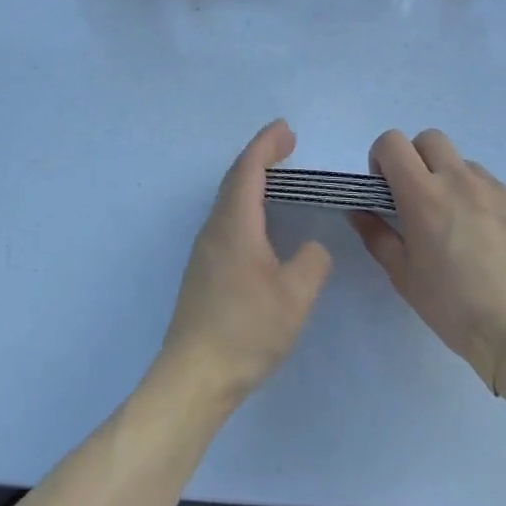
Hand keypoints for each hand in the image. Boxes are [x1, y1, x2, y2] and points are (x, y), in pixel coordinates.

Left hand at [159, 120, 332, 407]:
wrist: (194, 376)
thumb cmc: (246, 331)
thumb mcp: (294, 297)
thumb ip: (311, 262)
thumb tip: (311, 247)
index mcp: (234, 224)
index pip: (248, 169)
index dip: (266, 145)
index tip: (286, 129)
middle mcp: (215, 228)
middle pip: (235, 178)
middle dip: (260, 156)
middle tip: (287, 144)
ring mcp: (205, 250)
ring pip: (228, 199)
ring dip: (251, 179)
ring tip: (277, 175)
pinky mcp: (204, 270)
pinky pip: (226, 218)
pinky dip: (246, 202)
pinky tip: (260, 221)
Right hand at [350, 128, 505, 393]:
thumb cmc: (452, 307)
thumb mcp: (402, 275)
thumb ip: (375, 235)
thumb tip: (359, 211)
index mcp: (423, 194)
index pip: (392, 142)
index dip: (383, 159)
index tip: (387, 189)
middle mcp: (460, 180)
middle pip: (430, 139)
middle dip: (418, 159)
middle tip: (421, 199)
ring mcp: (498, 189)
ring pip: (466, 166)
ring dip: (455, 183)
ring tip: (463, 227)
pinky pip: (498, 190)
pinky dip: (487, 205)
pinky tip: (494, 244)